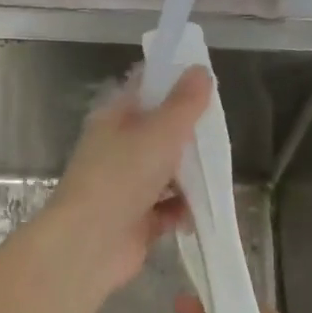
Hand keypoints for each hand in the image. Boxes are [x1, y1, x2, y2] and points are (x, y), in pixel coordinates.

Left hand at [37, 67, 213, 294]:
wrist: (90, 243)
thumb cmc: (121, 176)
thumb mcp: (159, 131)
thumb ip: (184, 103)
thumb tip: (200, 69)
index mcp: (114, 119)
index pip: (144, 90)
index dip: (172, 83)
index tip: (205, 83)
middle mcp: (117, 150)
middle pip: (158, 134)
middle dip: (188, 134)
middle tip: (221, 132)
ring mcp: (126, 187)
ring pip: (165, 173)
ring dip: (190, 175)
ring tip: (221, 170)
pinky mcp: (136, 221)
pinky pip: (167, 209)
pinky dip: (185, 209)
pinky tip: (206, 208)